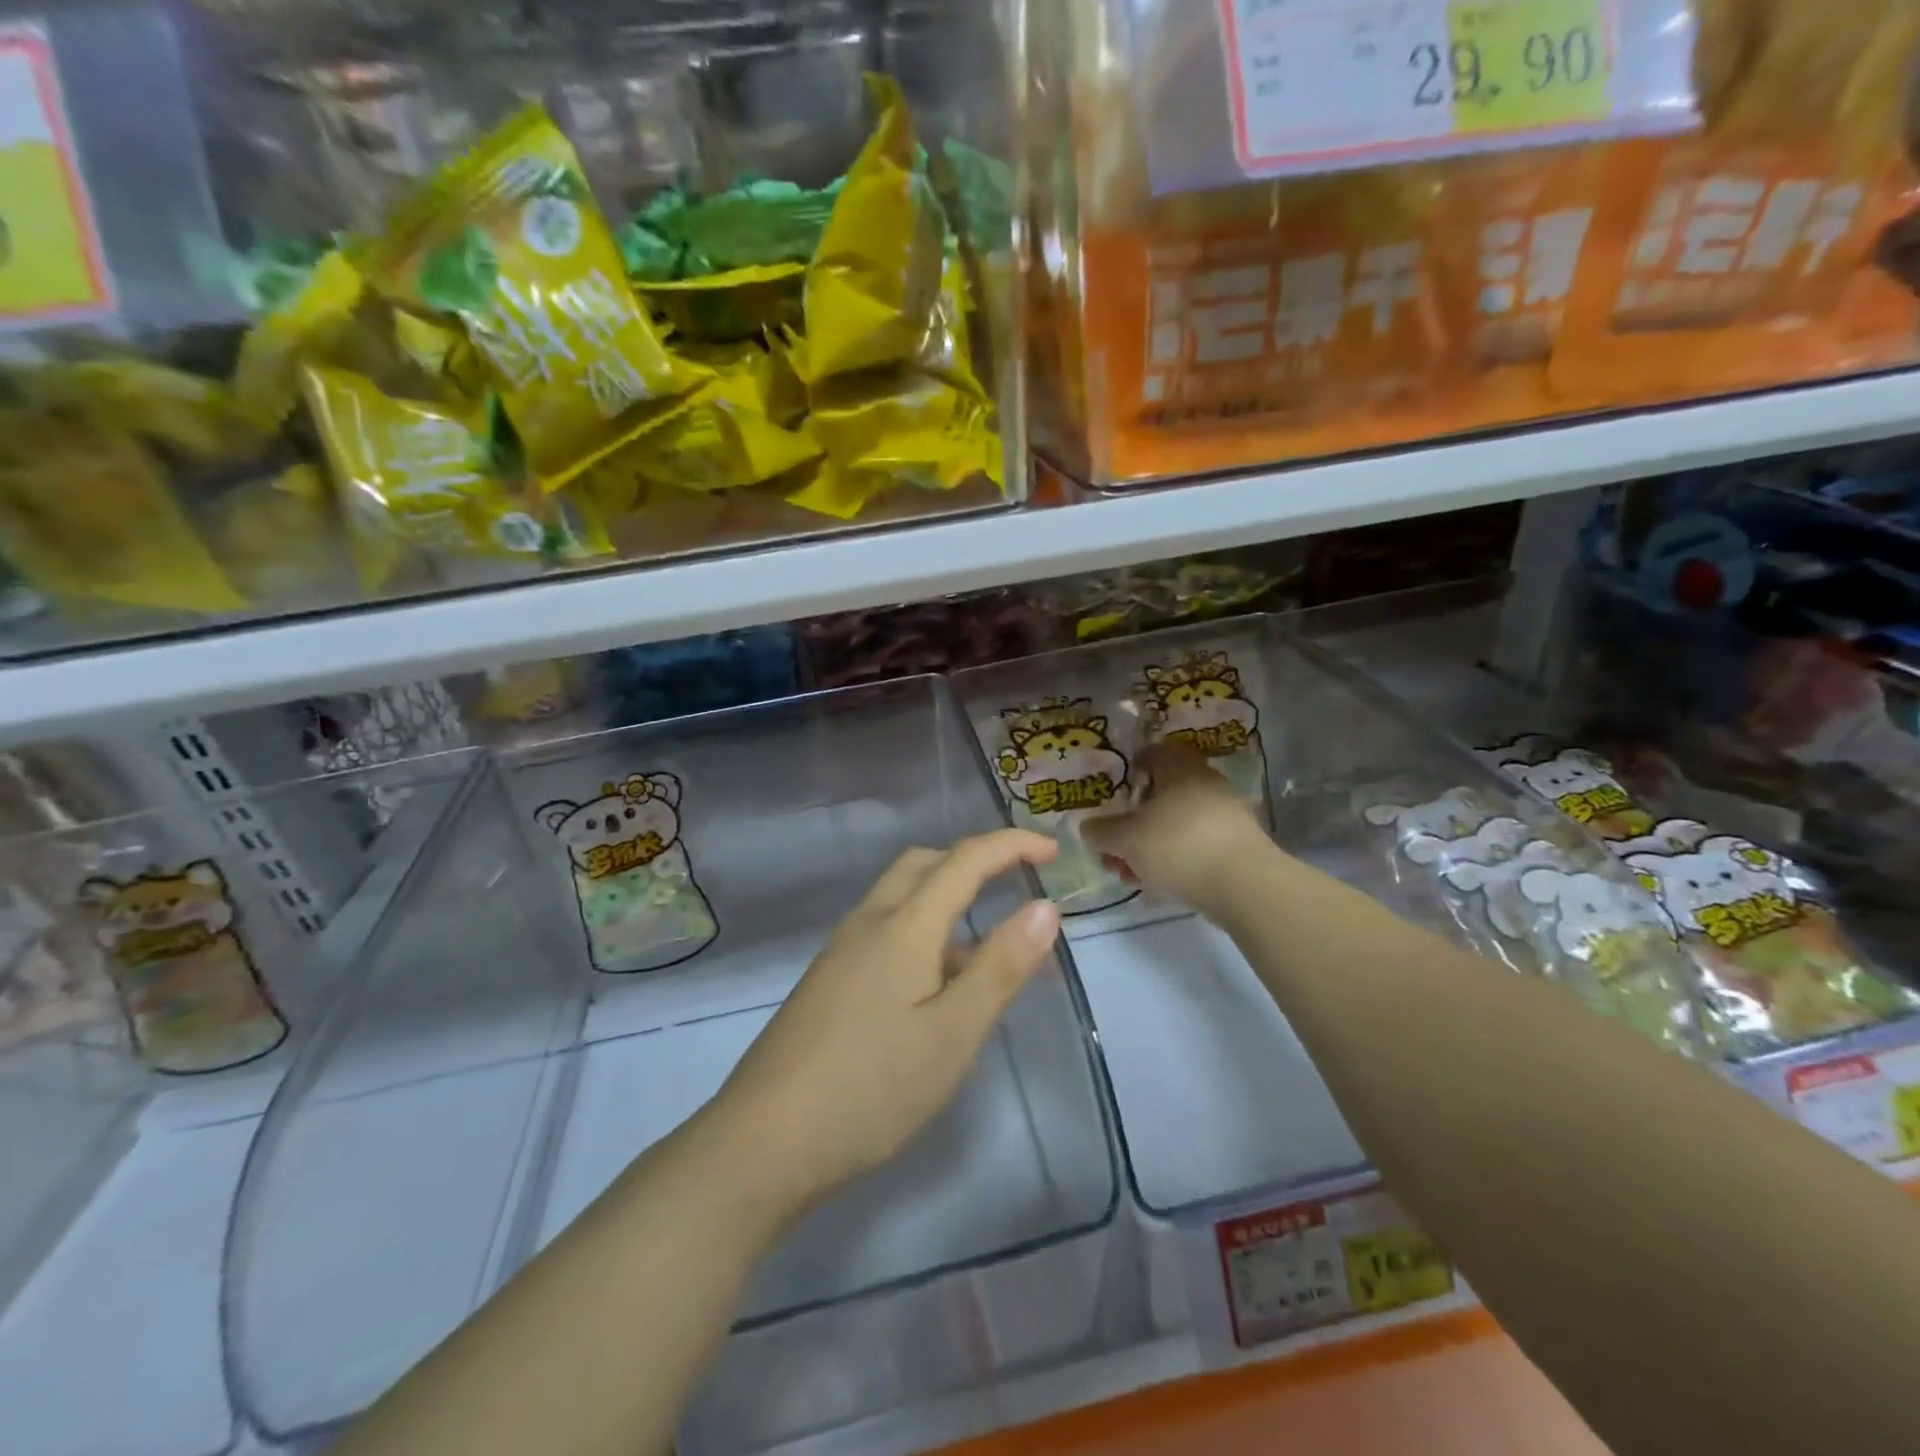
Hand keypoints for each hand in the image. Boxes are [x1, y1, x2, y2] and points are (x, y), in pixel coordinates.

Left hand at [713, 829, 1062, 1215]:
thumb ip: (1000, 967)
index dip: (1012, 845)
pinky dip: (924, 931)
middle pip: (924, 863)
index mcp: (903, 925)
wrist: (763, 1142)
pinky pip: (886, 930)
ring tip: (988, 945)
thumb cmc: (871, 1088)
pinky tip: (937, 984)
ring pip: (901, 897)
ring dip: (947, 897)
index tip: (1053, 851)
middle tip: (1016, 883)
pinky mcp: (829, 980)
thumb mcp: (953, 1033)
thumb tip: (1045, 907)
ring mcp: (842, 951)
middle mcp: (869, 923)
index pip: (965, 859)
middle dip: (974, 860)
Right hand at [1082, 742, 1272, 913]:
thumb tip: (1088, 827)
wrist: (1244, 884)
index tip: (1114, 791)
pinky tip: (1159, 884)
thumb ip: (1102, 831)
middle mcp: (1205, 783)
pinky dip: (1174, 860)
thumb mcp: (1125, 839)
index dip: (1131, 768)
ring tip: (1131, 875)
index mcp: (1179, 768)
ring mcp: (1225, 814)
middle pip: (1162, 796)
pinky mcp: (1237, 845)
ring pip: (1176, 825)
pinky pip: (1195, 845)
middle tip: (1115, 846)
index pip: (1153, 753)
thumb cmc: (1177, 845)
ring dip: (1150, 846)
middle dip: (1134, 822)